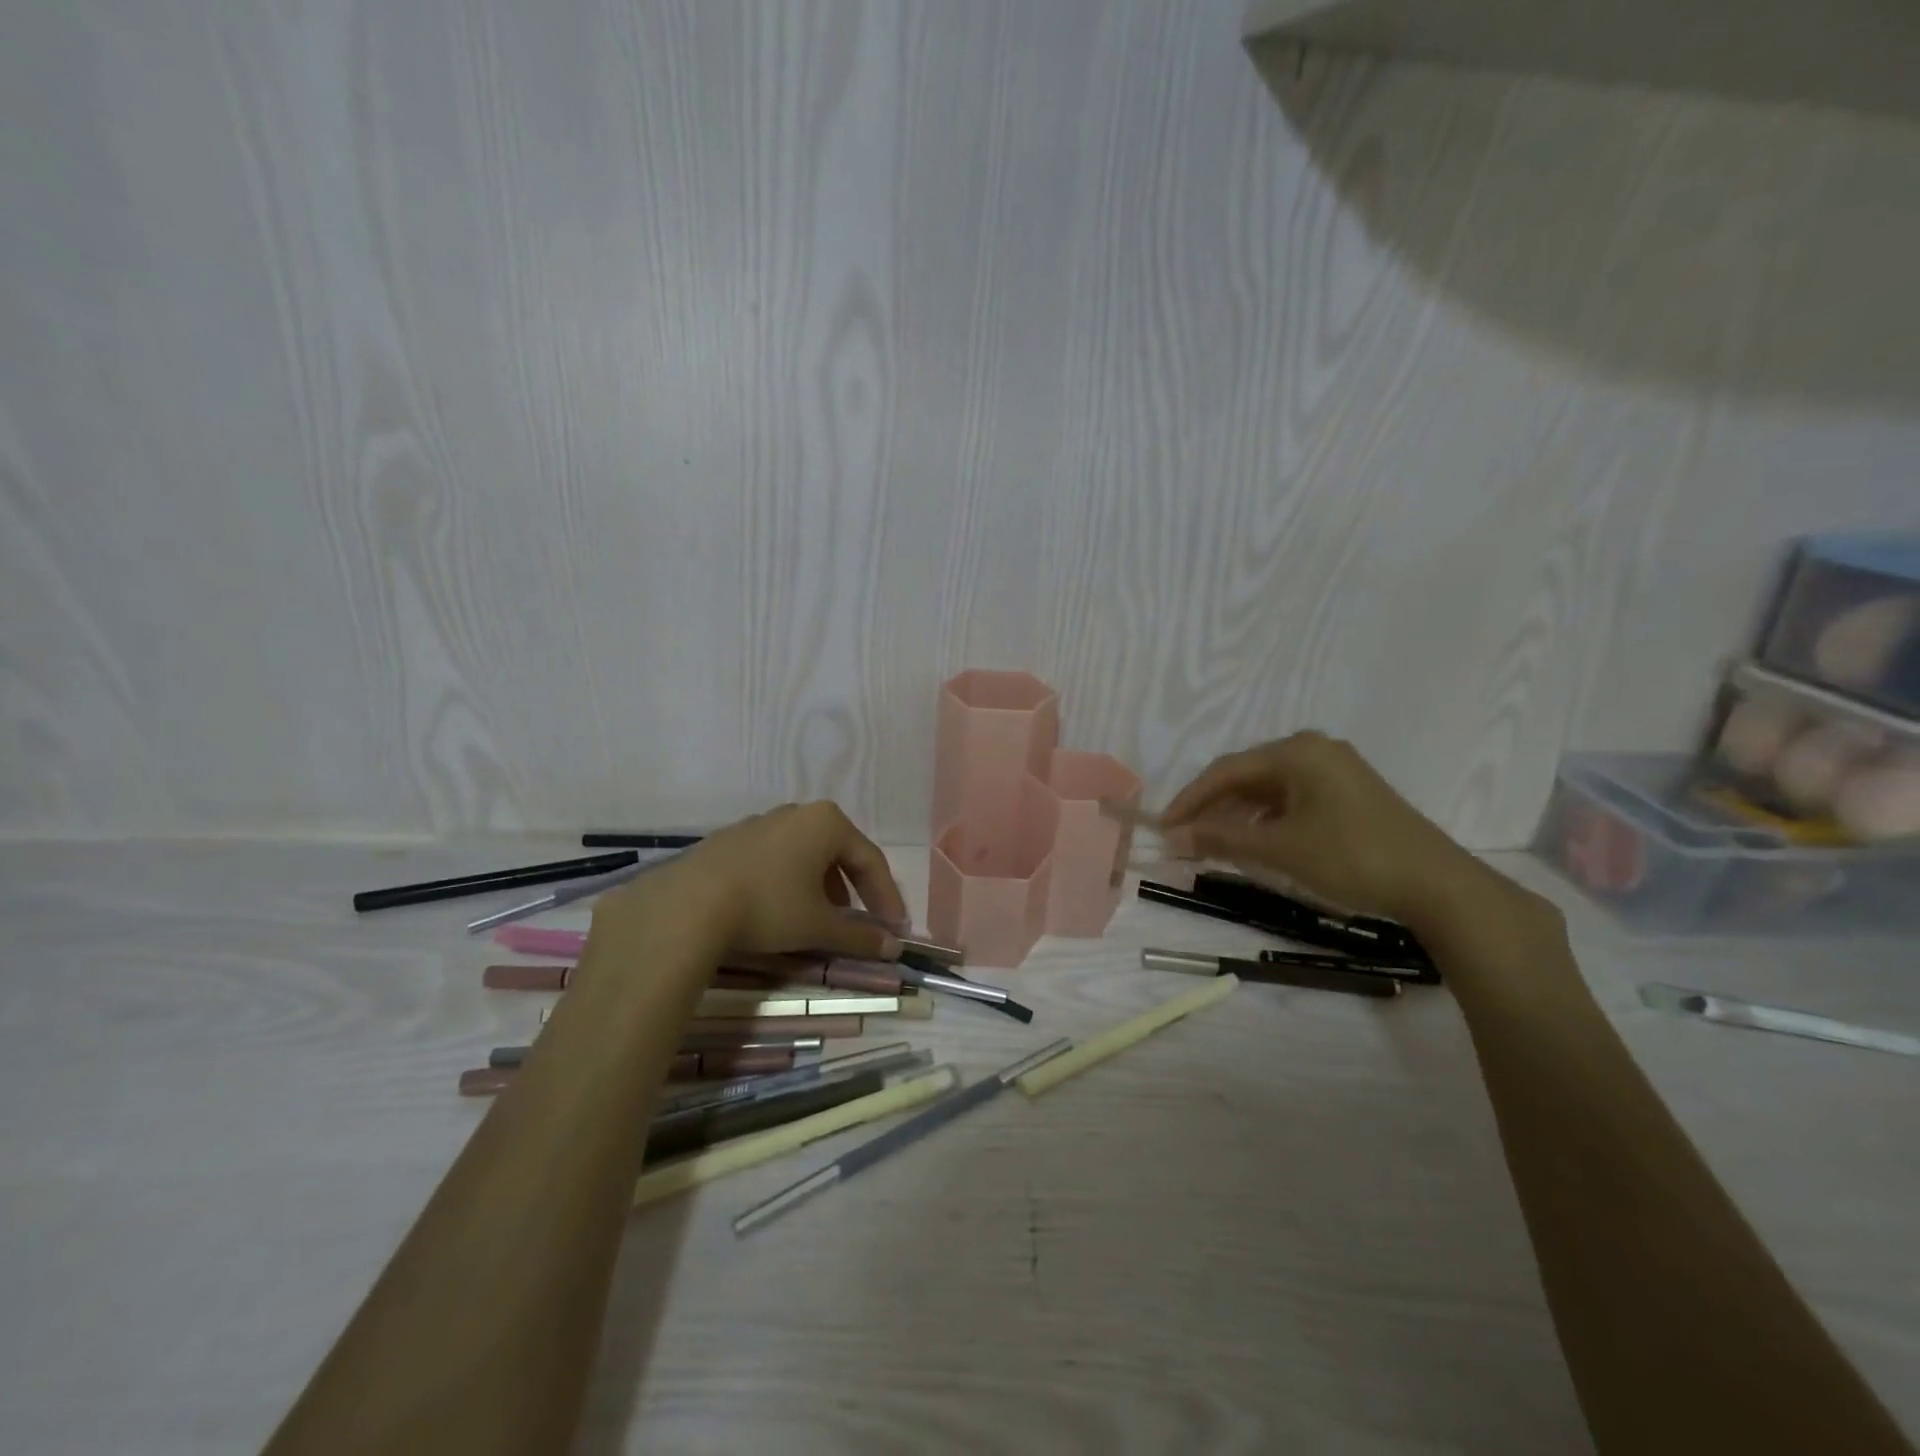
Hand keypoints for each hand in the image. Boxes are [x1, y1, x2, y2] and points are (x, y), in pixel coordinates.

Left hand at [602, 801, 908, 961]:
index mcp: (827, 822)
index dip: (887, 897)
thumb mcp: (819, 926)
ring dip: (821, 885)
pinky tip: (779, 909)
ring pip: (805, 854)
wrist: (687, 905)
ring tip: (820, 918)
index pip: (871, 860)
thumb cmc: (769, 906)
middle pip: (839, 852)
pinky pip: (775, 858)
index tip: (895, 929)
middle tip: (861, 920)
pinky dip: (789, 881)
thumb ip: (860, 936)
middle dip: (854, 889)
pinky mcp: (731, 839)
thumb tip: (893, 948)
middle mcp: (797, 813)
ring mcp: (760, 822)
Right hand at [1160, 731, 1492, 932]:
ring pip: (1268, 790)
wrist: (1438, 886)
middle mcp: (1314, 750)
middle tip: (1183, 838)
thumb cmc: (1352, 857)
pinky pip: (1291, 800)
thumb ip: (1222, 839)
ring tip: (1212, 844)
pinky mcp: (1348, 794)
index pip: (1226, 770)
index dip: (1190, 799)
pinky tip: (1253, 843)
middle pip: (1246, 776)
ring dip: (1237, 816)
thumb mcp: (1280, 849)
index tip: (1164, 827)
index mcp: (1297, 751)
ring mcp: (1334, 771)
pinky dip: (1266, 820)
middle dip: (1212, 808)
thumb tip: (1173, 838)